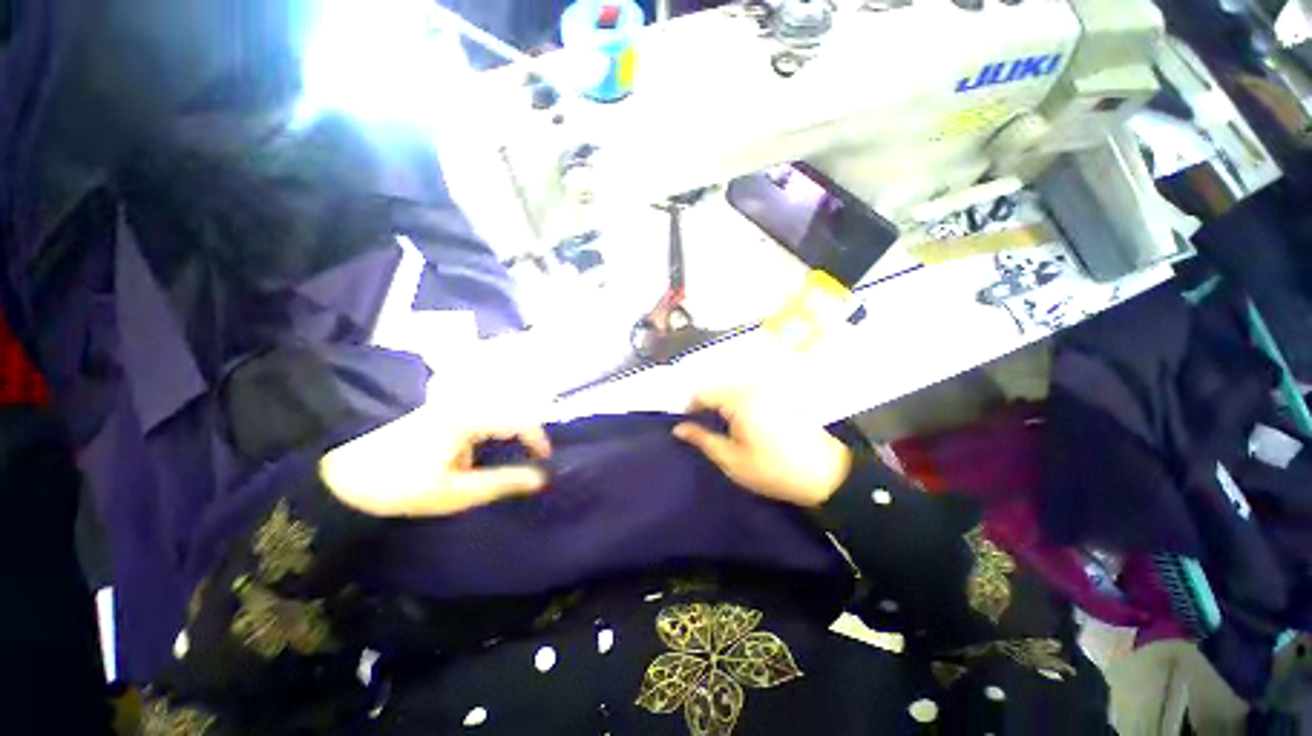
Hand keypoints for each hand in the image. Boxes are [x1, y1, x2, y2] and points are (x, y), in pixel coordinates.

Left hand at [319, 406, 551, 516]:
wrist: (333, 469)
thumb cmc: (398, 483)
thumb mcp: (455, 492)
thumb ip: (503, 483)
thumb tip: (541, 478)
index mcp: (472, 418)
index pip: (522, 420)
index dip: (538, 440)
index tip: (545, 460)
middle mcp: (464, 403)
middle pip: (509, 414)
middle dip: (519, 439)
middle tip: (522, 464)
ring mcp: (448, 404)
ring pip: (490, 416)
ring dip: (498, 438)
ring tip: (489, 466)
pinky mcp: (435, 411)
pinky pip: (472, 419)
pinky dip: (480, 437)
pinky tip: (465, 458)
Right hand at [673, 389, 850, 507]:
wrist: (827, 474)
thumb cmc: (774, 470)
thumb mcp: (732, 460)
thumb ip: (703, 439)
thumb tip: (679, 428)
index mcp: (738, 399)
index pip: (702, 393)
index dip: (689, 408)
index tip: (685, 427)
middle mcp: (752, 387)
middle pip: (717, 388)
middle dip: (706, 406)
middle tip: (703, 431)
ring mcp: (769, 389)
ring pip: (733, 390)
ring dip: (722, 405)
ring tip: (723, 430)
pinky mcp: (780, 396)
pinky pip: (749, 394)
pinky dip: (739, 405)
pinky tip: (744, 425)